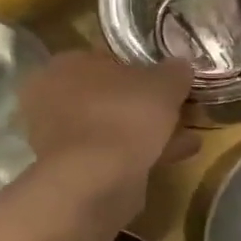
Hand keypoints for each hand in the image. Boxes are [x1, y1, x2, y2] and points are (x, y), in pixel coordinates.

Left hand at [19, 51, 196, 212]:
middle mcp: (53, 99)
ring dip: (147, 132)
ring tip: (187, 137)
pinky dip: (142, 155)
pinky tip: (176, 157)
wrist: (95, 181)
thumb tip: (181, 65)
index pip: (107, 59)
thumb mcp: (163, 85)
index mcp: (66, 66)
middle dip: (143, 105)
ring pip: (113, 128)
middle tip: (177, 110)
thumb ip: (174, 72)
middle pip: (109, 97)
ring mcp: (60, 139)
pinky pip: (113, 155)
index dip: (141, 69)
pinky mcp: (73, 172)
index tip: (167, 82)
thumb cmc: (123, 116)